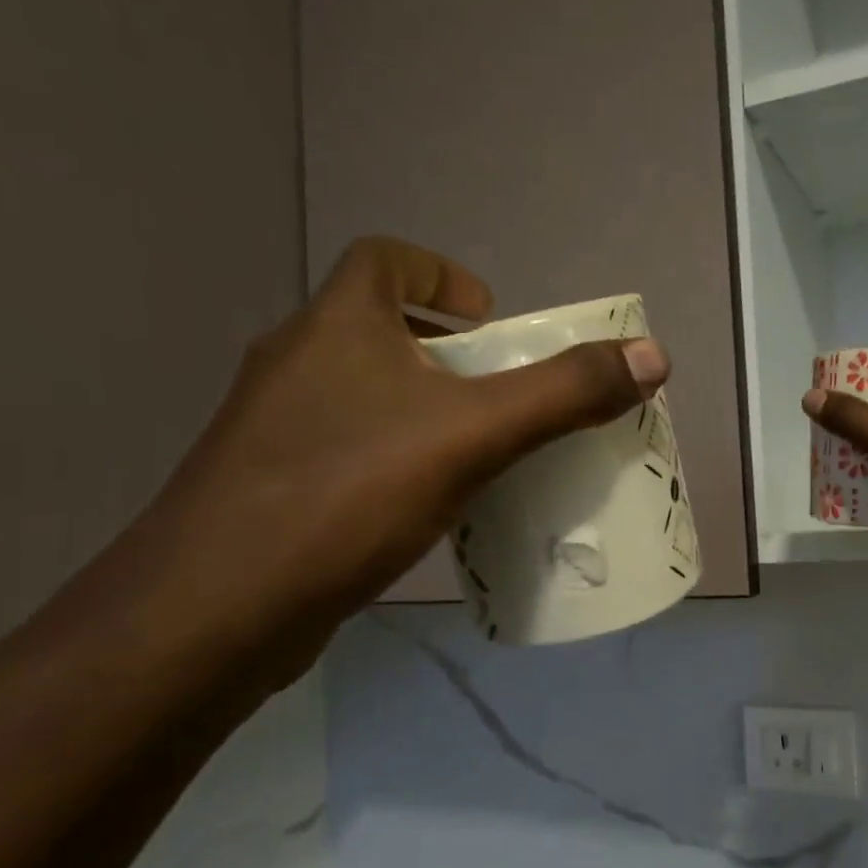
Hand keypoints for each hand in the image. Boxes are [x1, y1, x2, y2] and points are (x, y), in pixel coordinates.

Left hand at [121, 237, 667, 674]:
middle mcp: (294, 362)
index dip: (438, 273)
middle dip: (442, 352)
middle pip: (376, 328)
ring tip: (472, 451)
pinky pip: (342, 449)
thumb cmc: (347, 493)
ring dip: (416, 408)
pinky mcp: (266, 486)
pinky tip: (420, 506)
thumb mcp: (473, 435)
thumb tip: (651, 355)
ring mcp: (271, 428)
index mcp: (335, 326)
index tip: (488, 318)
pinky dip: (388, 457)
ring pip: (358, 394)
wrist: (215, 609)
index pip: (381, 259)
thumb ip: (564, 393)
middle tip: (497, 393)